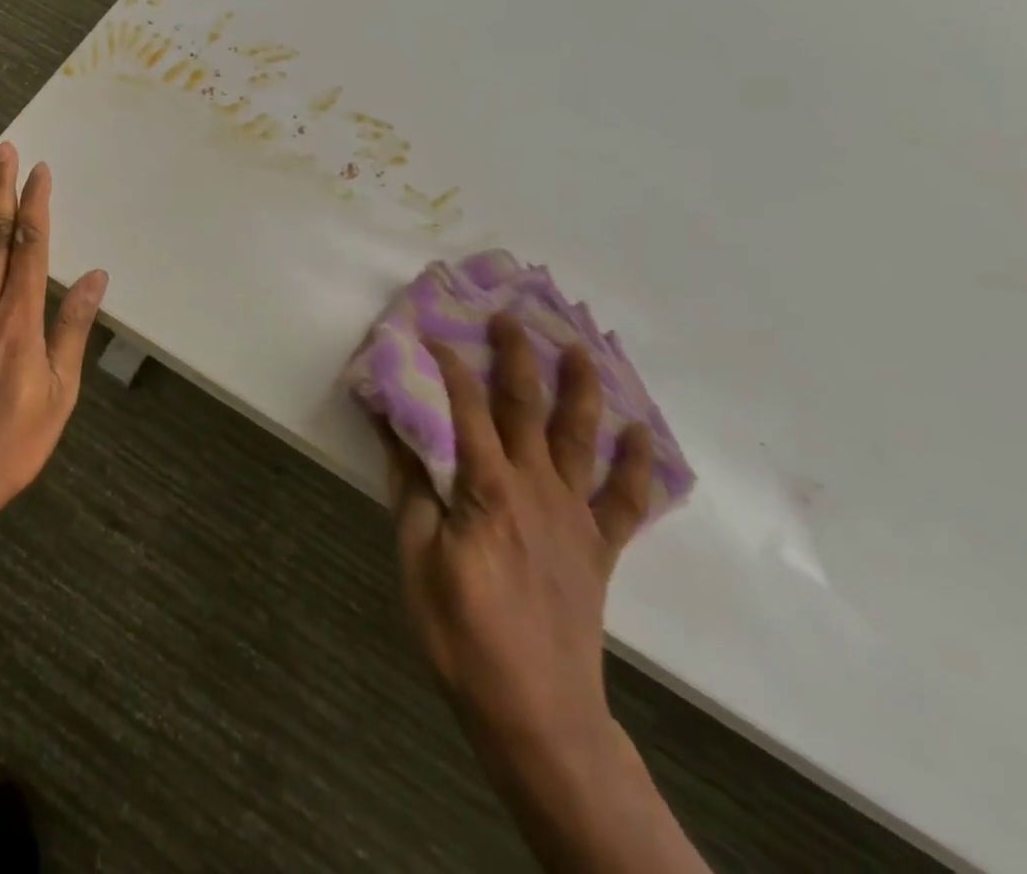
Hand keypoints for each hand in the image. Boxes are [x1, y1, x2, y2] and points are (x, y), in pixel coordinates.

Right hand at [379, 315, 654, 757]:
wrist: (535, 710)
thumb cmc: (461, 631)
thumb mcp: (416, 556)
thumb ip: (409, 485)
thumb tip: (387, 424)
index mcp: (488, 488)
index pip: (466, 408)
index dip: (449, 366)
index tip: (431, 333)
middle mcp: (536, 488)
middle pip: (528, 407)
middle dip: (518, 356)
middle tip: (511, 315)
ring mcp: (574, 516)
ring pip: (581, 439)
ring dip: (582, 390)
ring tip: (582, 349)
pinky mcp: (599, 548)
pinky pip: (625, 500)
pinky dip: (636, 465)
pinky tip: (639, 433)